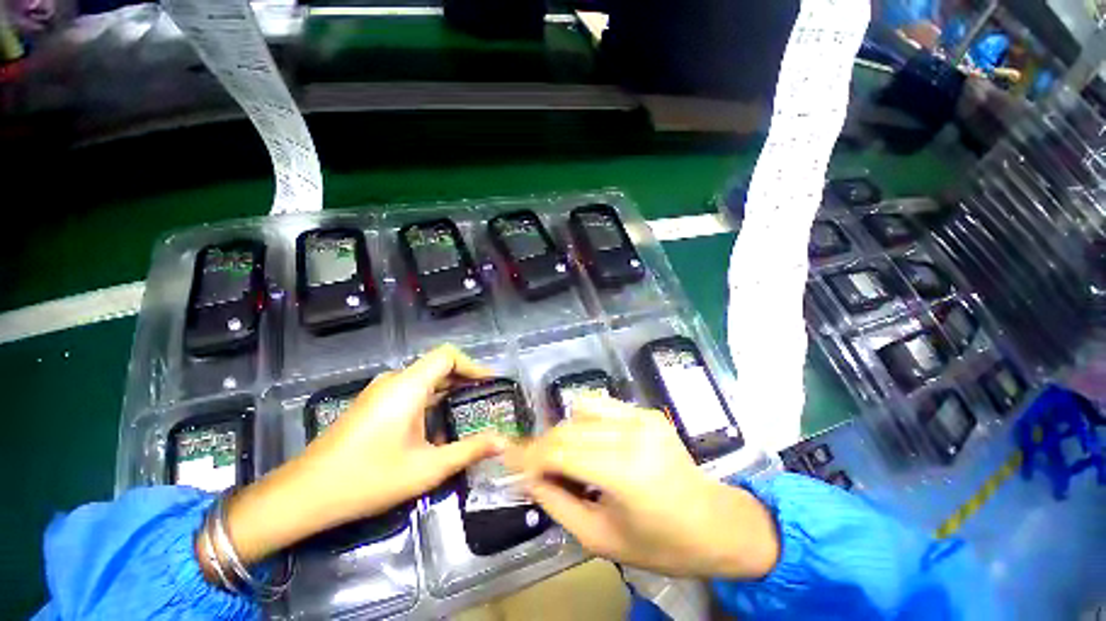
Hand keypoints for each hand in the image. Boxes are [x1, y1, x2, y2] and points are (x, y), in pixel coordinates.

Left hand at [220, 345, 504, 564]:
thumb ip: (469, 451)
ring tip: (466, 408)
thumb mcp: (427, 468)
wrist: (303, 496)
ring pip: (423, 379)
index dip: (473, 364)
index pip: (448, 355)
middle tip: (484, 397)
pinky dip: (430, 398)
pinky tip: (436, 423)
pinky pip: (409, 391)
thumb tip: (502, 442)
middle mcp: (393, 381)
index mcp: (408, 386)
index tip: (490, 382)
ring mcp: (379, 392)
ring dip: (447, 389)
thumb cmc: (368, 478)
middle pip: (437, 365)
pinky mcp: (371, 404)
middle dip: (464, 378)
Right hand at [507, 396, 779, 578]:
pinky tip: (589, 443)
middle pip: (568, 427)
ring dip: (564, 432)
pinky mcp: (647, 412)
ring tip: (563, 457)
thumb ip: (557, 504)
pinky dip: (585, 422)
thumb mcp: (600, 538)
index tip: (509, 461)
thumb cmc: (661, 544)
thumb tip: (527, 480)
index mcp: (625, 471)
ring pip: (582, 410)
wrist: (715, 524)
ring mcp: (642, 417)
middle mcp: (633, 434)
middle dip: (542, 445)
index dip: (529, 455)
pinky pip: (603, 407)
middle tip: (532, 465)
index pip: (560, 451)